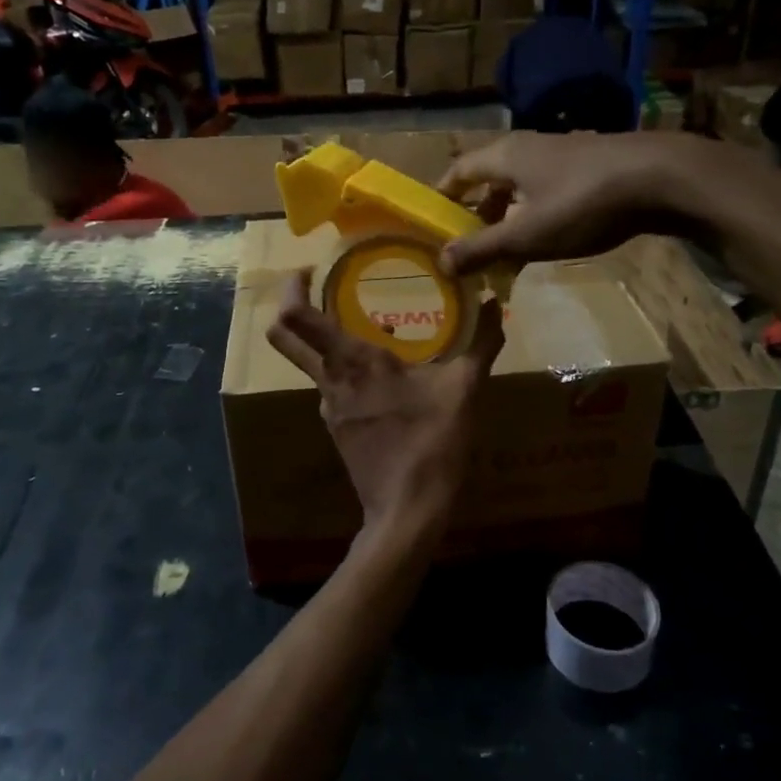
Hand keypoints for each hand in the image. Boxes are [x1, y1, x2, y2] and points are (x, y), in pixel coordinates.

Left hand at [265, 272, 503, 547]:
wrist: (407, 511)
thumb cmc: (432, 443)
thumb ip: (481, 342)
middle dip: (288, 306)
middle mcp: (329, 379)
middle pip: (284, 337)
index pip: (297, 316)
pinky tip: (381, 378)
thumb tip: (496, 302)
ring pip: (311, 363)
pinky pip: (333, 388)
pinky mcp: (337, 429)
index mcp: (352, 361)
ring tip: (367, 329)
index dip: (292, 287)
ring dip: (327, 341)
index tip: (310, 268)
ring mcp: (328, 407)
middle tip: (314, 285)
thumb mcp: (464, 389)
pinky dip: (346, 372)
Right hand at [437, 132, 740, 277]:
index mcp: (504, 156)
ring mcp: (561, 154)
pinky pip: (546, 190)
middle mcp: (528, 147)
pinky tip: (545, 239)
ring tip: (503, 251)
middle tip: (466, 246)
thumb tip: (440, 262)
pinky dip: (534, 214)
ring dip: (507, 217)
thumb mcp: (526, 234)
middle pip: (488, 179)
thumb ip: (482, 248)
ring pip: (520, 186)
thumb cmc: (582, 203)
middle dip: (475, 213)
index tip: (430, 223)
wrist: (660, 178)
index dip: (441, 196)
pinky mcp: (588, 166)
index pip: (458, 171)